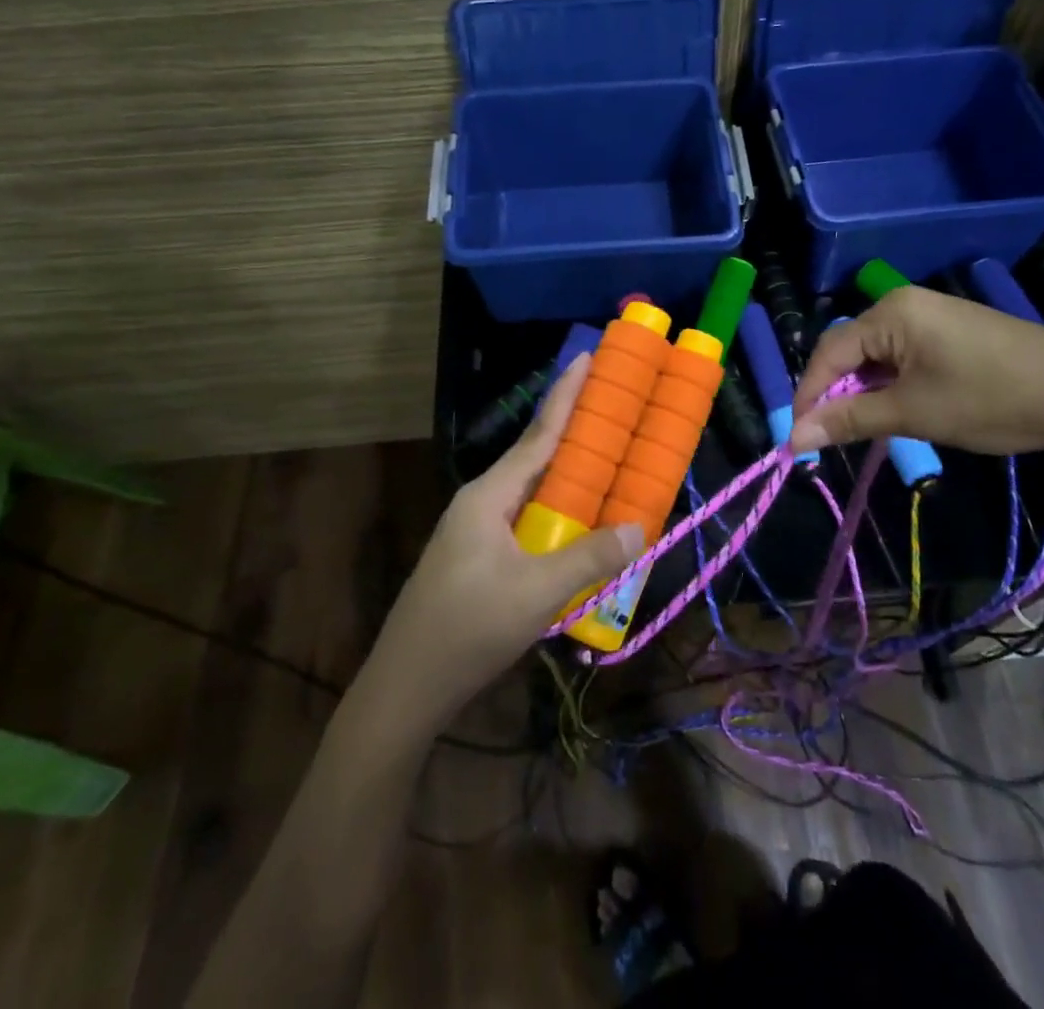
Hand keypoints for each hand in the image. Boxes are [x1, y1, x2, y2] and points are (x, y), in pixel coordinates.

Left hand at [381, 353, 644, 713]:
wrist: (406, 686)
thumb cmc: (468, 630)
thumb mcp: (536, 594)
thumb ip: (588, 559)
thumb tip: (637, 528)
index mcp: (488, 496)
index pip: (537, 436)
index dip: (565, 396)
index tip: (586, 358)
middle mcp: (481, 503)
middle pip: (535, 458)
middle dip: (573, 432)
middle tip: (613, 408)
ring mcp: (476, 531)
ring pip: (532, 492)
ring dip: (568, 477)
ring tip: (607, 461)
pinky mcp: (479, 558)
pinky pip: (527, 520)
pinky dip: (557, 513)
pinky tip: (579, 524)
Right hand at [789, 285, 1043, 458]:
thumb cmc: (991, 400)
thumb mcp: (912, 414)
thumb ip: (848, 421)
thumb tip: (793, 438)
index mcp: (891, 312)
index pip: (829, 352)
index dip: (809, 395)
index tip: (798, 438)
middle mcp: (904, 304)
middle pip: (850, 351)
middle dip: (836, 395)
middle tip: (830, 438)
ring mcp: (931, 314)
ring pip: (876, 356)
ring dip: (865, 393)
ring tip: (865, 430)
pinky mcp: (951, 330)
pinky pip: (902, 356)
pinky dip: (891, 385)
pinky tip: (898, 411)